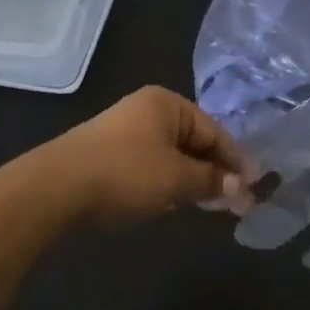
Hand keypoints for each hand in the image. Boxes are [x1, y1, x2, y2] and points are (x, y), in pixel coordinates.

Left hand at [32, 87, 255, 227]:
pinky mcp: (106, 154)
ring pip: (171, 156)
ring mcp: (124, 131)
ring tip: (205, 205)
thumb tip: (243, 187)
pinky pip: (149, 165)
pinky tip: (167, 203)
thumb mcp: (177, 179)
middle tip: (235, 202)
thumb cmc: (126, 173)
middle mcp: (146, 110)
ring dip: (189, 180)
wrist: (54, 189)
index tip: (255, 187)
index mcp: (167, 104)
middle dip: (213, 171)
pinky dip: (164, 182)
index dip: (236, 160)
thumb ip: (213, 181)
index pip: (214, 131)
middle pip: (193, 141)